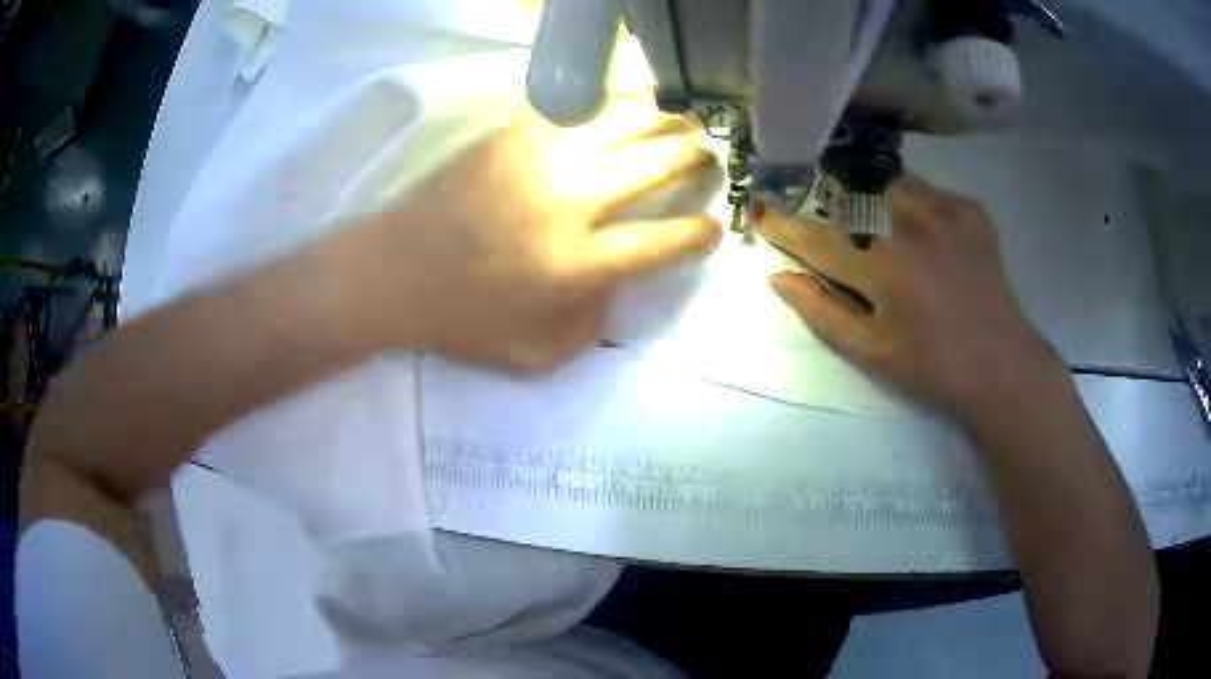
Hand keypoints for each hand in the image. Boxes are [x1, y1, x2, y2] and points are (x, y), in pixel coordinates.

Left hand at [341, 99, 720, 370]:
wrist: (394, 274)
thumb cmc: (462, 320)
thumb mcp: (534, 355)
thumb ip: (589, 329)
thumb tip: (616, 287)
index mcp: (578, 265)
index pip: (662, 242)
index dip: (698, 234)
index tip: (713, 227)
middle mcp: (569, 205)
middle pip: (652, 165)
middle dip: (692, 158)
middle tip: (705, 156)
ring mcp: (538, 162)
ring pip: (620, 122)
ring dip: (663, 117)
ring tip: (682, 116)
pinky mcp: (510, 137)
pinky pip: (572, 108)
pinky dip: (608, 102)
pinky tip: (623, 104)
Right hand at [756, 173, 1064, 419]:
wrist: (1000, 363)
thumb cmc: (931, 366)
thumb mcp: (870, 350)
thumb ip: (821, 311)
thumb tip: (777, 277)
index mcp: (880, 269)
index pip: (818, 240)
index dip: (786, 229)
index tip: (763, 215)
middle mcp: (908, 228)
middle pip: (854, 200)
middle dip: (842, 213)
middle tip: (857, 240)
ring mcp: (944, 213)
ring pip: (893, 186)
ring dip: (883, 204)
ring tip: (898, 235)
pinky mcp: (972, 211)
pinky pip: (933, 192)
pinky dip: (925, 207)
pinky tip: (937, 238)